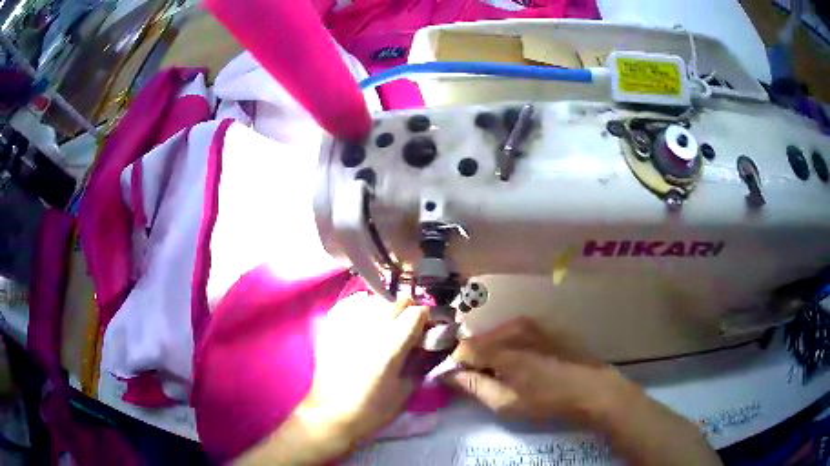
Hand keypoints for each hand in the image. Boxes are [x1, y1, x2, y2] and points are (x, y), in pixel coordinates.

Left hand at [306, 296, 428, 441]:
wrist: (331, 415)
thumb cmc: (372, 410)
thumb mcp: (405, 392)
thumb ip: (419, 364)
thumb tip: (426, 346)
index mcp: (390, 347)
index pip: (416, 312)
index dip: (426, 319)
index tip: (427, 329)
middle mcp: (369, 330)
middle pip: (396, 302)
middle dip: (408, 312)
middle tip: (409, 329)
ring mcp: (348, 327)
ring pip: (375, 302)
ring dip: (387, 311)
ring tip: (387, 328)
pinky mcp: (332, 329)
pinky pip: (353, 309)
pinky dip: (365, 312)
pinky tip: (366, 328)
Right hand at [445, 317, 625, 425]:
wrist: (591, 387)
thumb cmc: (547, 400)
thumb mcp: (506, 403)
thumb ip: (475, 387)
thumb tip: (449, 375)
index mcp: (502, 348)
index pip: (464, 348)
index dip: (458, 365)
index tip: (462, 380)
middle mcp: (514, 328)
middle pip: (480, 339)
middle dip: (475, 358)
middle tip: (485, 379)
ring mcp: (532, 323)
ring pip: (498, 334)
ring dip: (493, 351)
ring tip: (505, 372)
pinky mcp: (546, 324)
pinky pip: (516, 331)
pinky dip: (510, 344)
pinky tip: (524, 362)